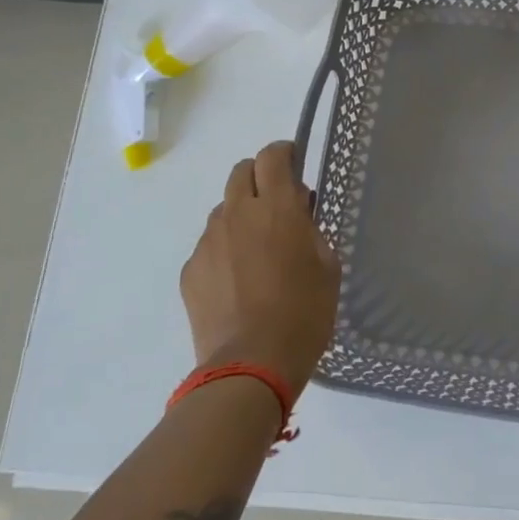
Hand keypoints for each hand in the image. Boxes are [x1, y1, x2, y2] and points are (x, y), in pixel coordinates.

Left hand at [181, 141, 340, 397]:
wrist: (251, 365)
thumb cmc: (304, 313)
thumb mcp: (327, 266)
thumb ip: (311, 230)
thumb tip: (298, 213)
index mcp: (277, 207)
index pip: (273, 156)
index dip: (284, 154)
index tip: (295, 166)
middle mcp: (237, 214)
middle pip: (241, 172)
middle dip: (259, 178)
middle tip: (277, 206)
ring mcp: (208, 242)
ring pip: (223, 209)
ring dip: (241, 215)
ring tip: (256, 251)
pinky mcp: (191, 270)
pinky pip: (209, 245)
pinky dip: (225, 250)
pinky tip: (238, 282)